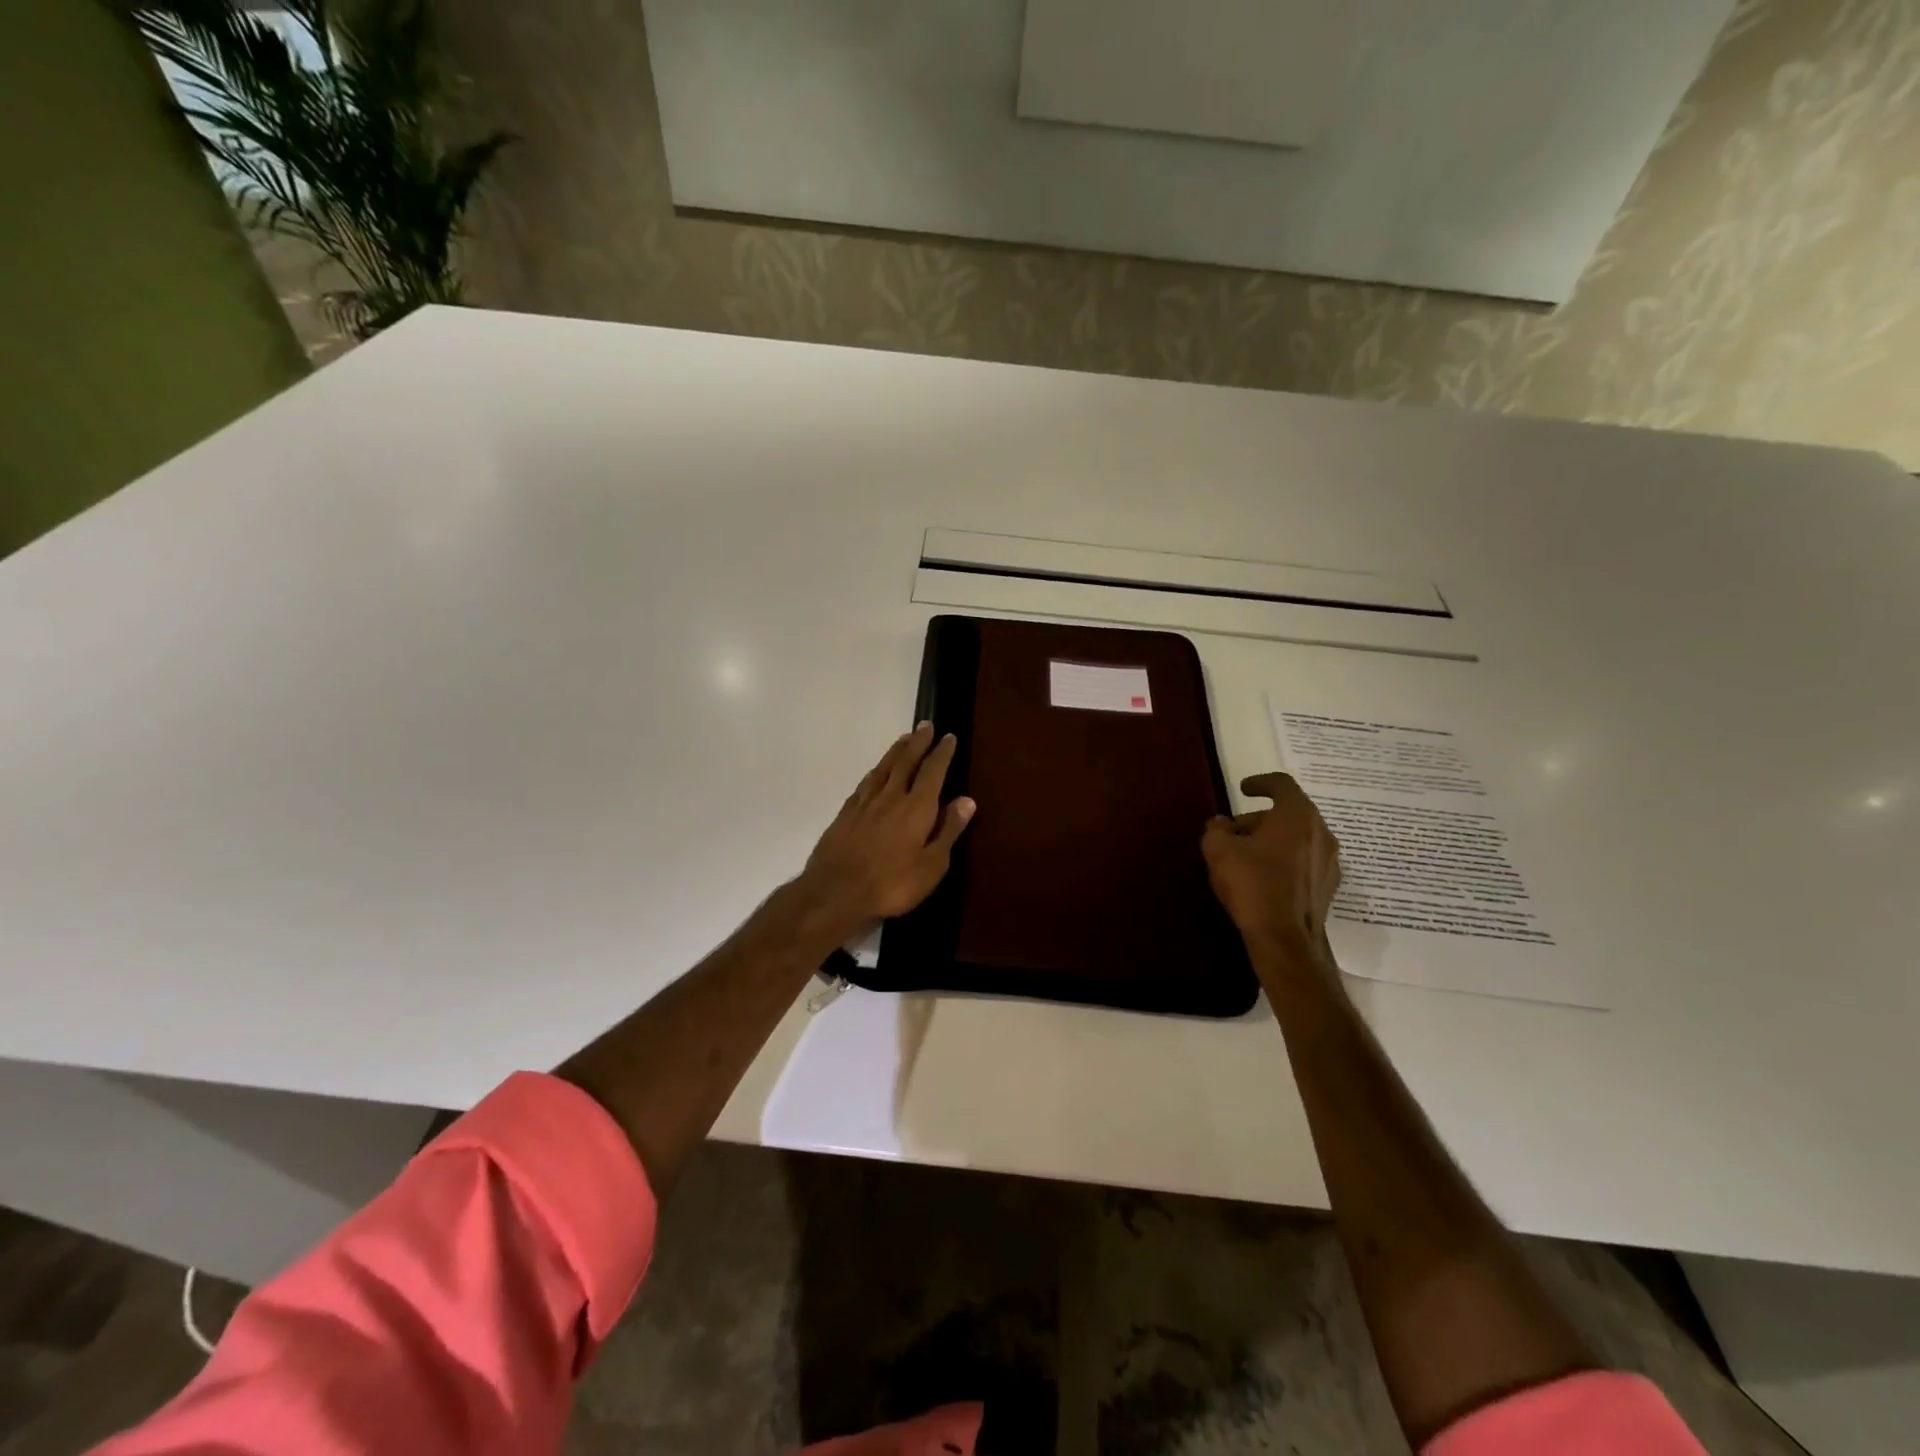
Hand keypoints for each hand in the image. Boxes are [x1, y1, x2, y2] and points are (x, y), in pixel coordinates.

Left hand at [791, 722, 975, 946]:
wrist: (835, 893)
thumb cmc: (892, 884)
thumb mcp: (932, 864)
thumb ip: (948, 830)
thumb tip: (967, 800)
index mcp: (916, 808)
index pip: (932, 772)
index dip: (941, 753)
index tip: (948, 736)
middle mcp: (890, 797)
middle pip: (905, 762)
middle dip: (917, 743)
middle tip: (925, 725)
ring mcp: (864, 804)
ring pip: (883, 769)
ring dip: (895, 752)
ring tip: (903, 739)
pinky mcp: (845, 814)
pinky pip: (864, 784)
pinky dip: (874, 773)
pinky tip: (875, 773)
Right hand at [1201, 772, 1341, 958]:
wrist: (1285, 939)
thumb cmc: (1253, 884)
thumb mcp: (1219, 851)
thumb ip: (1217, 829)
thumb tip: (1221, 824)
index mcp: (1297, 816)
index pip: (1282, 784)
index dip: (1260, 782)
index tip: (1243, 789)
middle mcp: (1320, 832)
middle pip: (1290, 813)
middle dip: (1260, 818)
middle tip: (1234, 831)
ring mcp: (1328, 861)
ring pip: (1298, 837)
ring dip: (1272, 839)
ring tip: (1246, 855)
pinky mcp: (1328, 886)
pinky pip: (1304, 860)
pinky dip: (1285, 859)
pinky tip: (1264, 877)